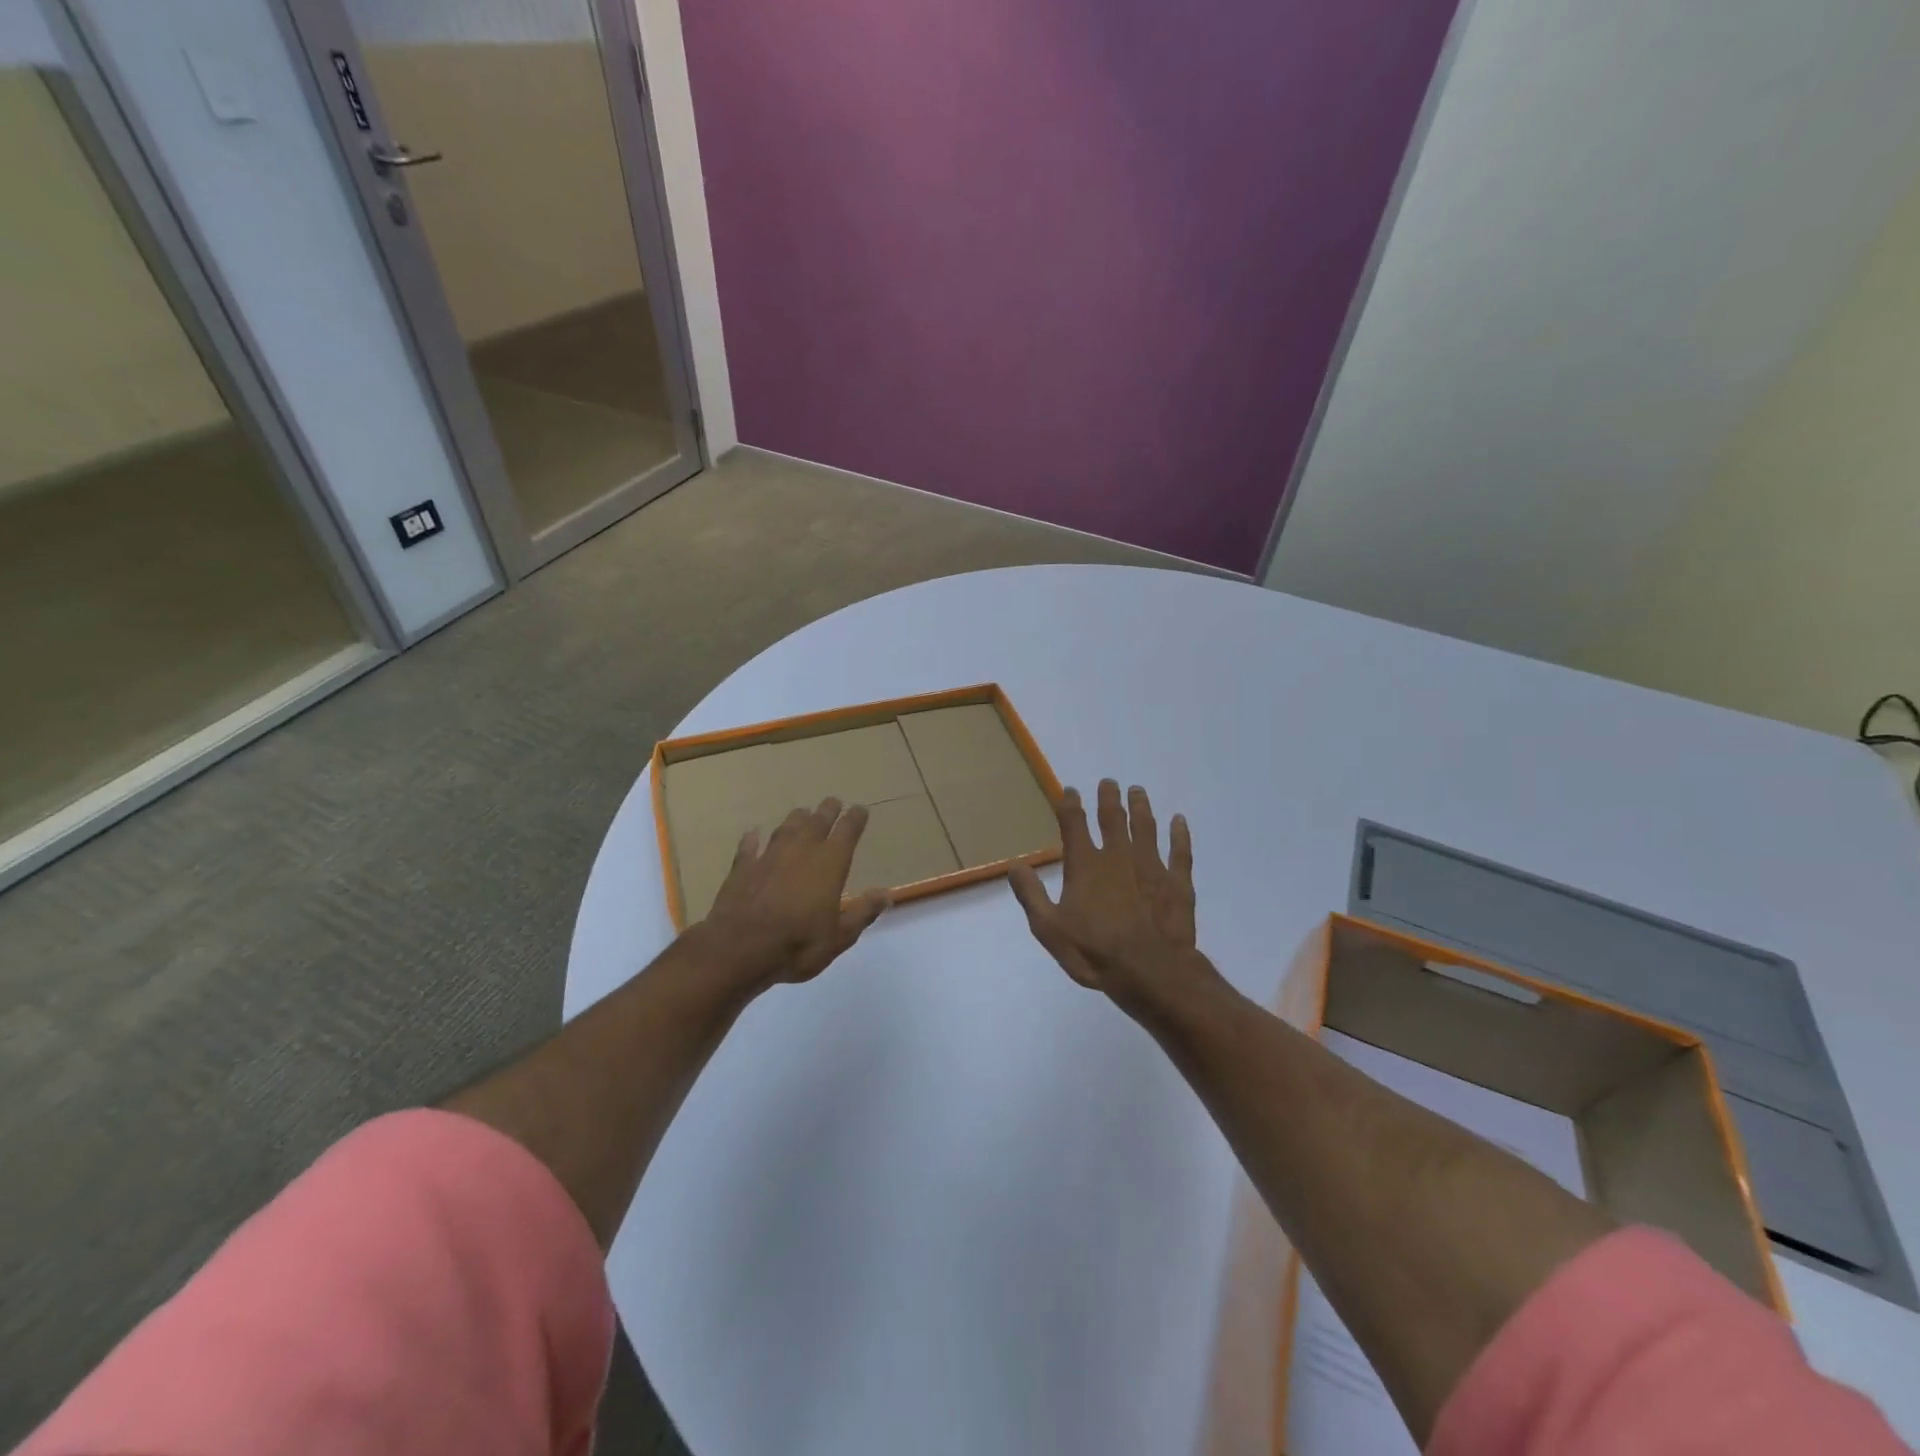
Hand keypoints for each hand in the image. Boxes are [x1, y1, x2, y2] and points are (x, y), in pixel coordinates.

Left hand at [695, 797, 889, 989]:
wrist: (739, 949)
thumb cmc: (798, 944)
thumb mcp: (840, 936)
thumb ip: (863, 912)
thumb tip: (886, 894)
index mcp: (830, 862)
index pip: (848, 831)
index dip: (855, 818)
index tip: (860, 809)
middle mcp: (801, 850)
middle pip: (817, 821)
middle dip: (827, 810)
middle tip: (832, 802)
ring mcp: (769, 856)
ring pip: (786, 828)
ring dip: (796, 819)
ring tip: (802, 813)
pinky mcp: (742, 868)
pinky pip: (749, 846)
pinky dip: (753, 839)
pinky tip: (752, 834)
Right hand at [1008, 780, 1219, 1012]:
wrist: (1149, 971)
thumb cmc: (1094, 952)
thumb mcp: (1049, 928)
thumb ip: (1031, 894)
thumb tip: (1015, 865)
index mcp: (1085, 865)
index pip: (1074, 824)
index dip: (1070, 804)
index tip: (1071, 790)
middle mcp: (1118, 857)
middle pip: (1113, 819)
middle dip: (1109, 798)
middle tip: (1109, 782)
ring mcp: (1151, 866)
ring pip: (1146, 827)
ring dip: (1140, 807)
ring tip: (1137, 791)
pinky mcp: (1178, 883)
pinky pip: (1180, 851)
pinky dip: (1180, 834)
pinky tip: (1180, 821)